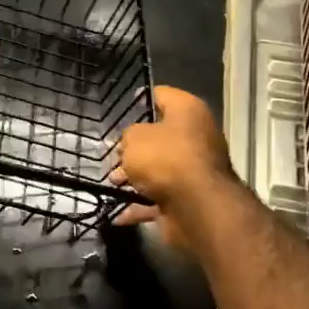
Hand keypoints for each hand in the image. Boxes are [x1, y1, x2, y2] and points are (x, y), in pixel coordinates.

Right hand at [111, 86, 235, 245]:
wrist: (198, 208)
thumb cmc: (166, 159)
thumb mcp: (134, 138)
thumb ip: (128, 136)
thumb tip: (131, 146)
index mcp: (188, 111)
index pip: (161, 95)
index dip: (139, 99)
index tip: (120, 108)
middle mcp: (195, 137)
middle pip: (159, 136)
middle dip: (133, 146)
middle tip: (111, 152)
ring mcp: (193, 170)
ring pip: (157, 169)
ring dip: (133, 177)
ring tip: (110, 182)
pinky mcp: (188, 198)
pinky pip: (157, 198)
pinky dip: (138, 205)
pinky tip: (116, 214)